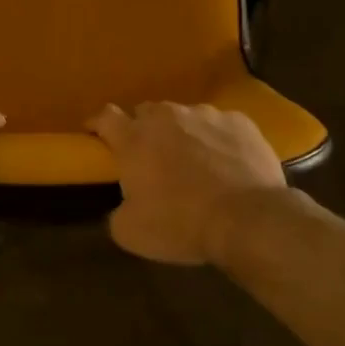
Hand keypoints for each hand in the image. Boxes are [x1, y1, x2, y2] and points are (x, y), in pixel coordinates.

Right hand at [88, 102, 286, 264]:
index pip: (106, 117)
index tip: (96, 135)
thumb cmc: (181, 224)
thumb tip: (123, 206)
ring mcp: (206, 115)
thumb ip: (117, 211)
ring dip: (182, 133)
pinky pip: (220, 125)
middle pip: (146, 112)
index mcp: (134, 139)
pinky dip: (216, 139)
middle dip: (143, 130)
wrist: (248, 219)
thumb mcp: (131, 232)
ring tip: (194, 161)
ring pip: (184, 117)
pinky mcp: (240, 121)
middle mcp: (167, 117)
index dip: (98, 124)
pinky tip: (226, 162)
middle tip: (150, 157)